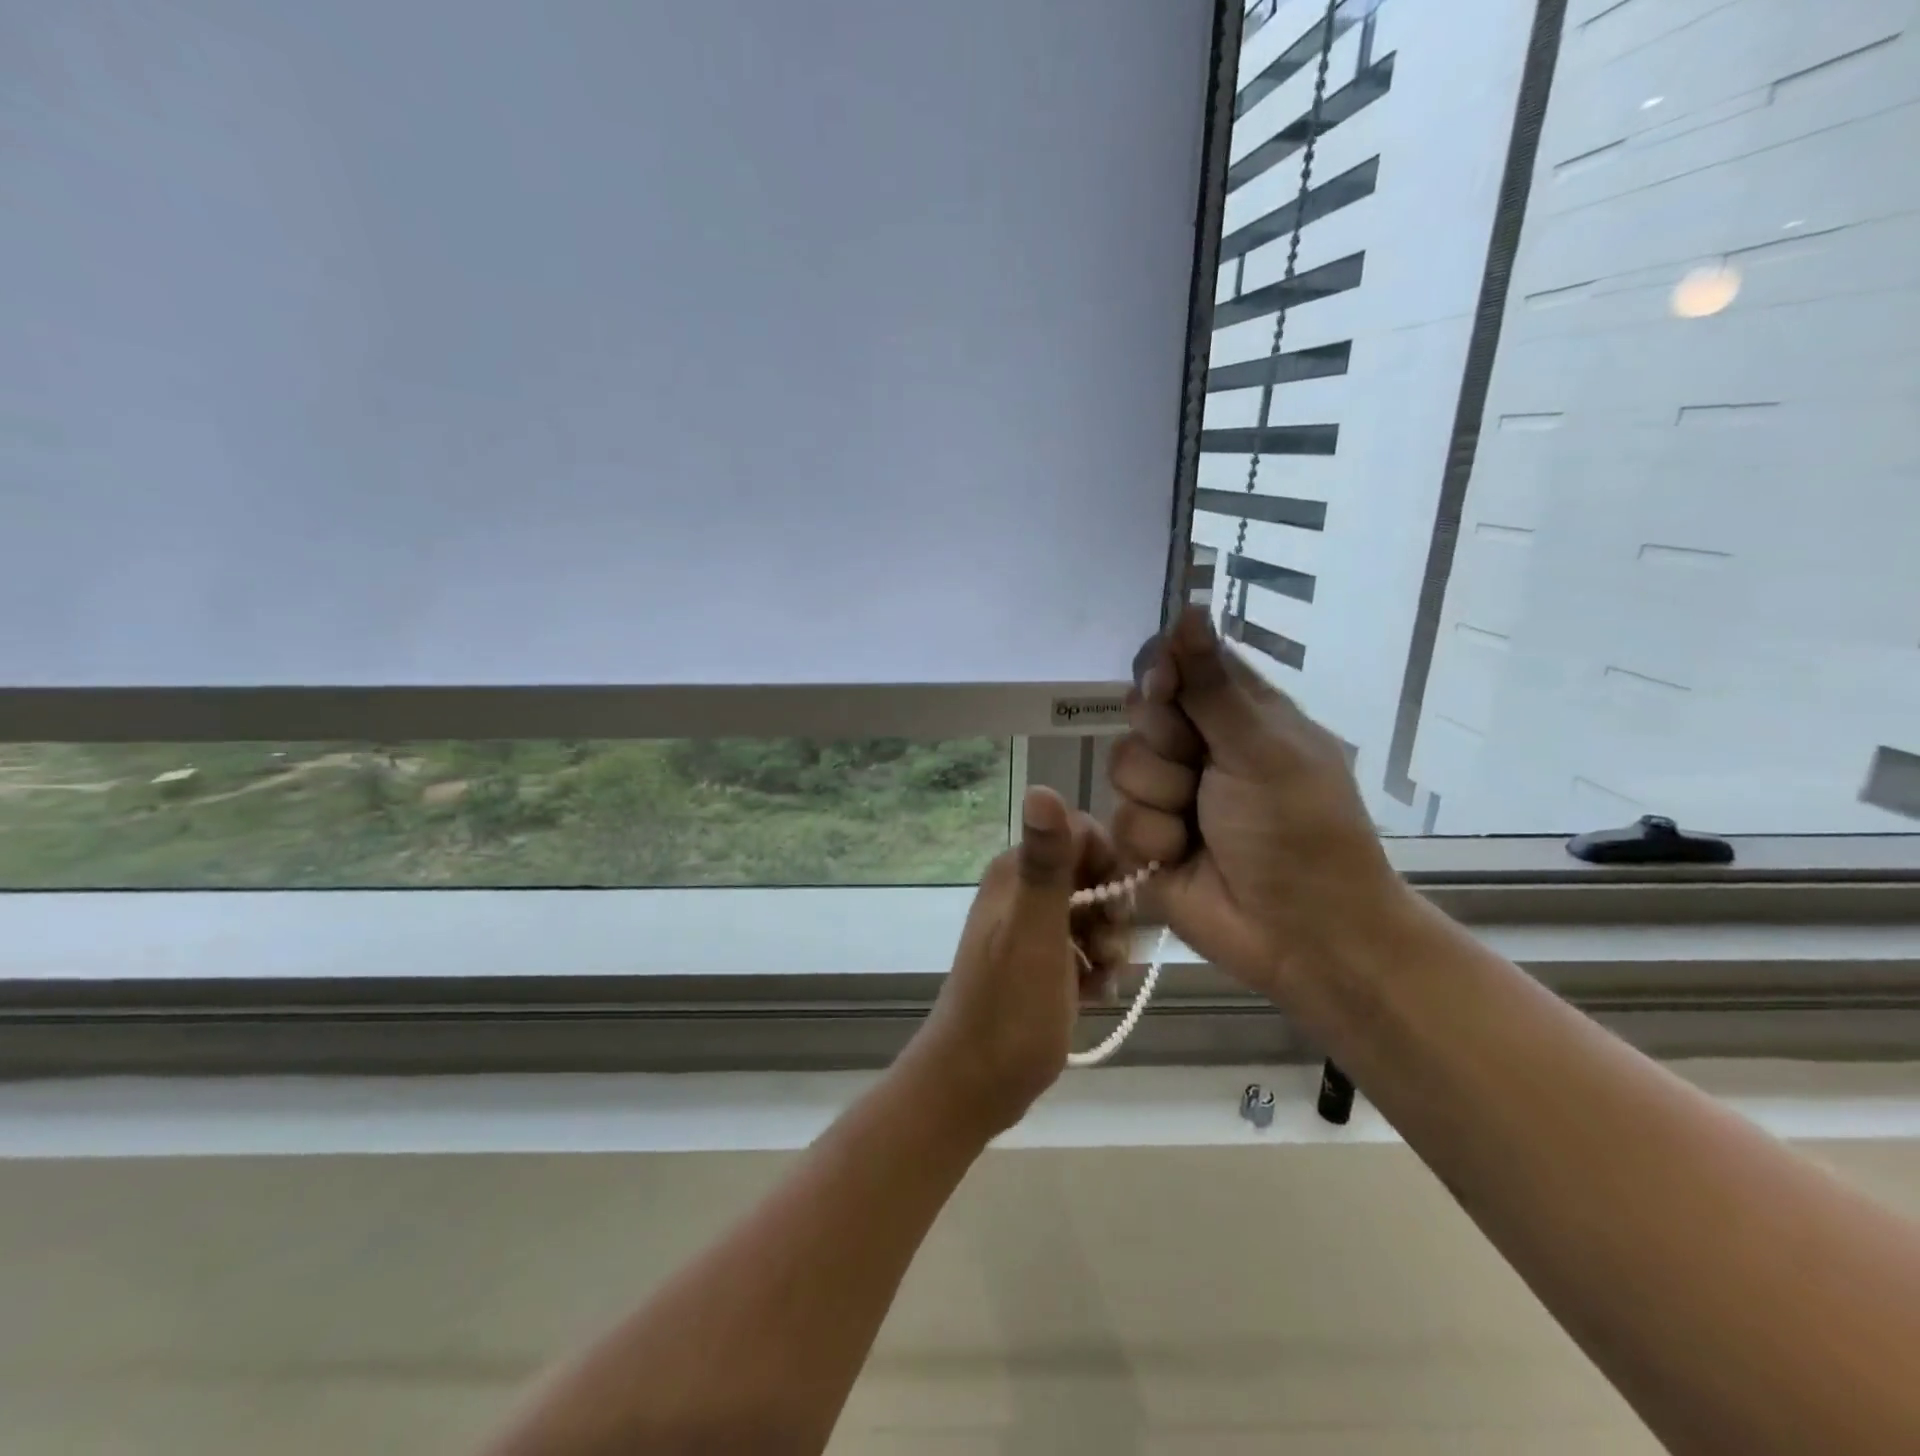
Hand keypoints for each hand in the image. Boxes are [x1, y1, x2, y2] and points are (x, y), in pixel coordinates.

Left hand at [906, 787, 1129, 1136]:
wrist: (973, 1085)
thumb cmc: (1009, 1010)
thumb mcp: (1036, 933)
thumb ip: (1045, 863)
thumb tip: (1041, 787)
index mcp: (1016, 872)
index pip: (1081, 834)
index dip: (1110, 867)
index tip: (1117, 909)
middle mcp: (1020, 890)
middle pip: (1092, 876)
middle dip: (1112, 914)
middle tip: (1107, 953)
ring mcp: (1028, 928)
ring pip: (1092, 915)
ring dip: (1107, 946)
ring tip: (1099, 981)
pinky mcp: (1037, 962)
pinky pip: (1082, 948)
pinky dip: (1094, 969)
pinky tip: (1092, 996)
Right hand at [1107, 607, 1413, 1006]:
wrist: (1302, 932)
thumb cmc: (1299, 828)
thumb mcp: (1261, 747)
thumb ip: (1212, 684)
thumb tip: (1189, 606)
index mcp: (1238, 714)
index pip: (1180, 665)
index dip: (1162, 672)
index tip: (1164, 689)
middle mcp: (1199, 747)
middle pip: (1141, 712)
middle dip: (1164, 741)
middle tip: (1198, 766)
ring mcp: (1170, 794)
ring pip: (1123, 765)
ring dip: (1161, 797)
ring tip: (1199, 825)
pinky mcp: (1146, 840)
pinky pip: (1119, 819)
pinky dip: (1153, 839)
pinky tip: (1182, 857)